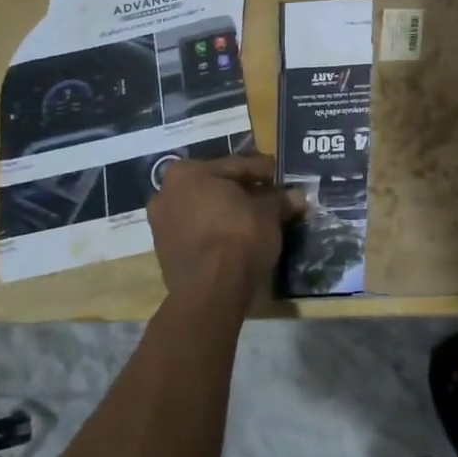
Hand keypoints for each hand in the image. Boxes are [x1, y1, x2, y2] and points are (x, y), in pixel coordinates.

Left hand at [146, 154, 304, 309]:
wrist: (212, 291)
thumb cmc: (239, 236)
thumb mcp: (269, 212)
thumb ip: (279, 199)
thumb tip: (296, 196)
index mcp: (188, 172)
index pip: (236, 165)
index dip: (262, 171)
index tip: (280, 177)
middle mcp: (166, 192)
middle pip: (215, 187)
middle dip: (242, 192)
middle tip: (269, 198)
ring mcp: (161, 224)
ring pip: (204, 210)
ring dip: (228, 212)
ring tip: (255, 220)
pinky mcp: (165, 252)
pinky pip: (197, 232)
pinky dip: (216, 231)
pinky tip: (237, 238)